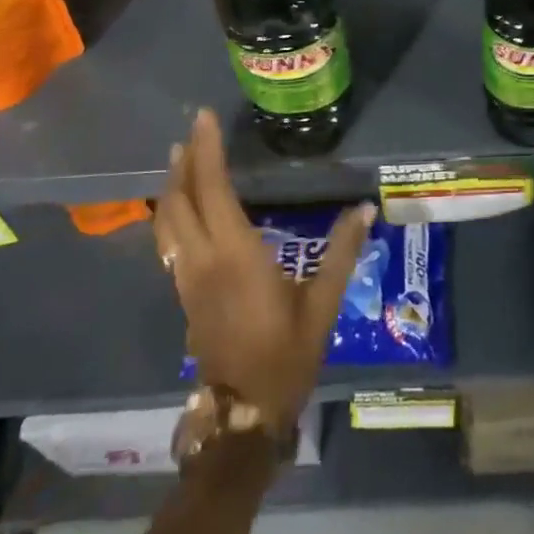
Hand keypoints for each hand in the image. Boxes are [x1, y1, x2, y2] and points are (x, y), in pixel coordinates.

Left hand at [155, 108, 374, 429]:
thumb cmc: (286, 355)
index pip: (213, 190)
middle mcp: (203, 260)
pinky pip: (170, 240)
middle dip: (184, 161)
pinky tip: (183, 207)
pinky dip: (173, 212)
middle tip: (193, 130)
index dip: (207, 151)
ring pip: (168, 220)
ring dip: (173, 185)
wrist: (243, 414)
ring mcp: (187, 278)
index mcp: (235, 254)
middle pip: (181, 200)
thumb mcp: (322, 303)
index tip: (204, 119)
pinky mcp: (184, 293)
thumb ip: (342, 252)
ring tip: (181, 158)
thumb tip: (364, 208)